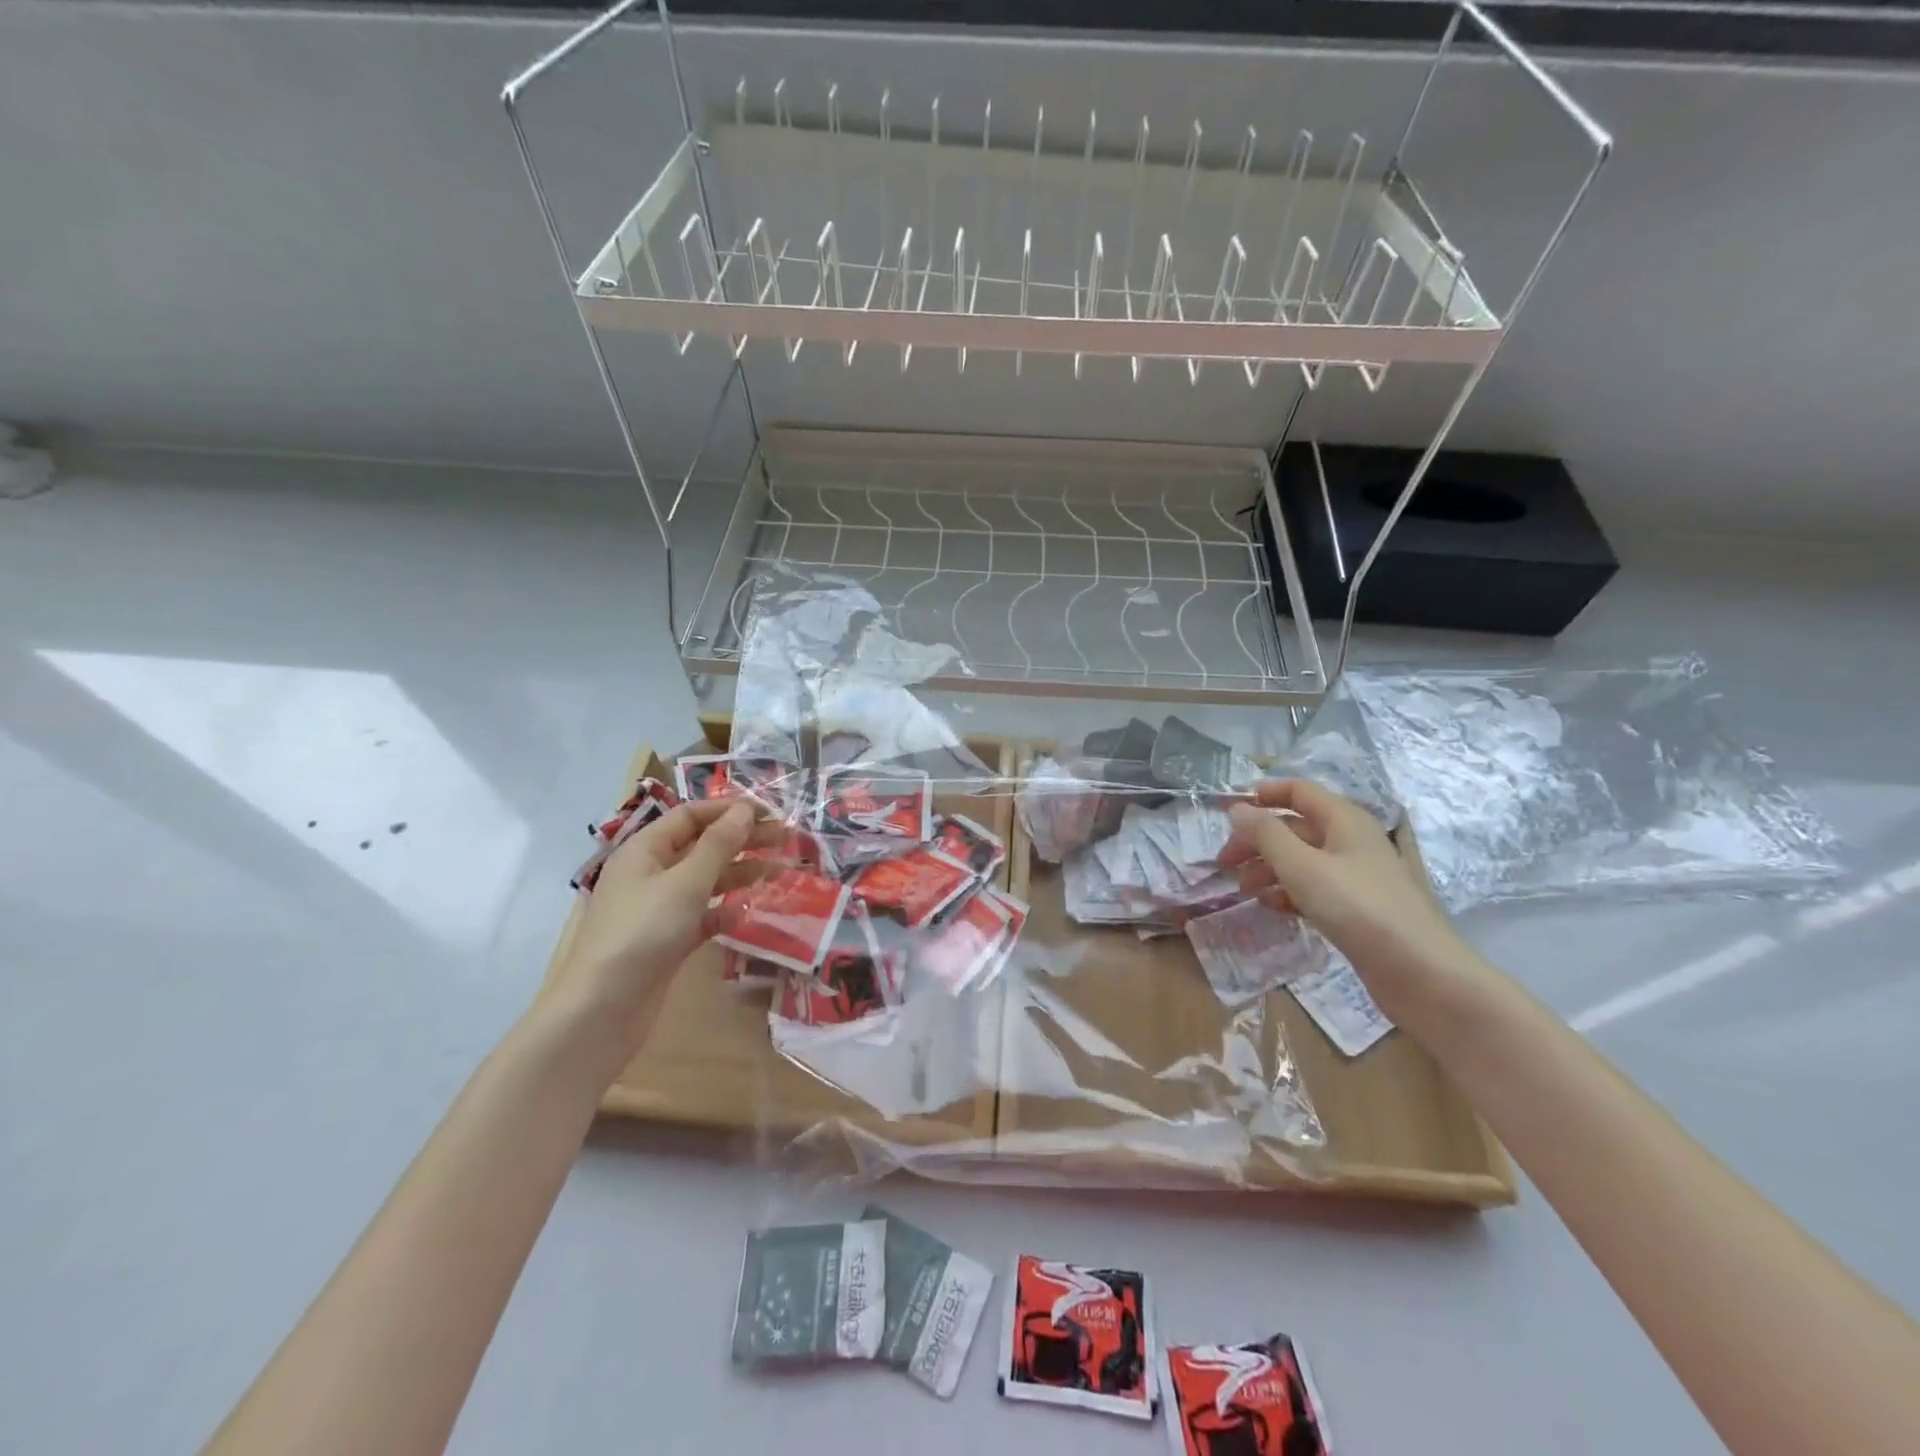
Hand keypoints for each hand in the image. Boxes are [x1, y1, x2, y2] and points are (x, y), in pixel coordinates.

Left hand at [552, 799, 779, 1056]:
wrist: (601, 1011)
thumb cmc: (642, 933)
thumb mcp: (685, 883)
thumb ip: (718, 845)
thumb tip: (744, 809)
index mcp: (644, 850)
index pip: (690, 816)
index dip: (729, 809)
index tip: (770, 812)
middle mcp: (649, 874)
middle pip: (701, 846)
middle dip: (742, 839)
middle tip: (785, 838)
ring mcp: (657, 909)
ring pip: (705, 881)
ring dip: (739, 873)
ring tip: (779, 872)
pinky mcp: (666, 941)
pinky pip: (700, 916)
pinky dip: (723, 911)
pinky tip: (746, 913)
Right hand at [1219, 779, 1485, 1020]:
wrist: (1421, 973)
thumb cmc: (1359, 908)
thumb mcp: (1302, 866)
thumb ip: (1266, 834)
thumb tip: (1237, 808)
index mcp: (1345, 820)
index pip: (1299, 792)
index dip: (1264, 795)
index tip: (1228, 812)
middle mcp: (1351, 841)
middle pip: (1295, 828)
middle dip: (1258, 840)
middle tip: (1225, 862)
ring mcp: (1356, 877)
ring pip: (1302, 860)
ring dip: (1269, 869)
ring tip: (1243, 889)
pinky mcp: (1357, 909)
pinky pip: (1314, 889)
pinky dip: (1288, 893)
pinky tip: (1270, 907)